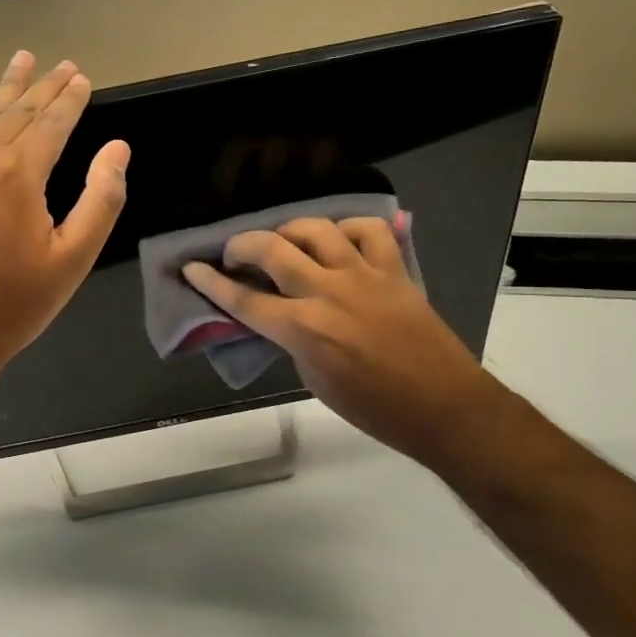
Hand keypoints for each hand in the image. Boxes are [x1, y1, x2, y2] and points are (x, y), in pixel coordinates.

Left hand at [0, 52, 129, 402]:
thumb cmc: (13, 304)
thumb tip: (118, 149)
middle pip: (19, 110)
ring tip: (24, 58)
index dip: (72, 99)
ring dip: (6, 84)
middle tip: (65, 64)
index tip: (84, 78)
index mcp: (19, 174)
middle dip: (45, 86)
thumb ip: (101, 200)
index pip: (52, 122)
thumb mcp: (72, 260)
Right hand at [183, 216, 494, 464]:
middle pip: (271, 250)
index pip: (243, 299)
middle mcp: (327, 292)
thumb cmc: (375, 408)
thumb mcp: (315, 381)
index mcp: (303, 329)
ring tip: (284, 242)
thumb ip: (292, 341)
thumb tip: (280, 317)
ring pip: (316, 229)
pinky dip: (347, 229)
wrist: (444, 406)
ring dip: (289, 230)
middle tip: (233, 253)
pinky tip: (339, 240)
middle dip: (242, 245)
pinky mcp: (394, 270)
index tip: (192, 268)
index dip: (211, 282)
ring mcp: (363, 275)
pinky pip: (368, 230)